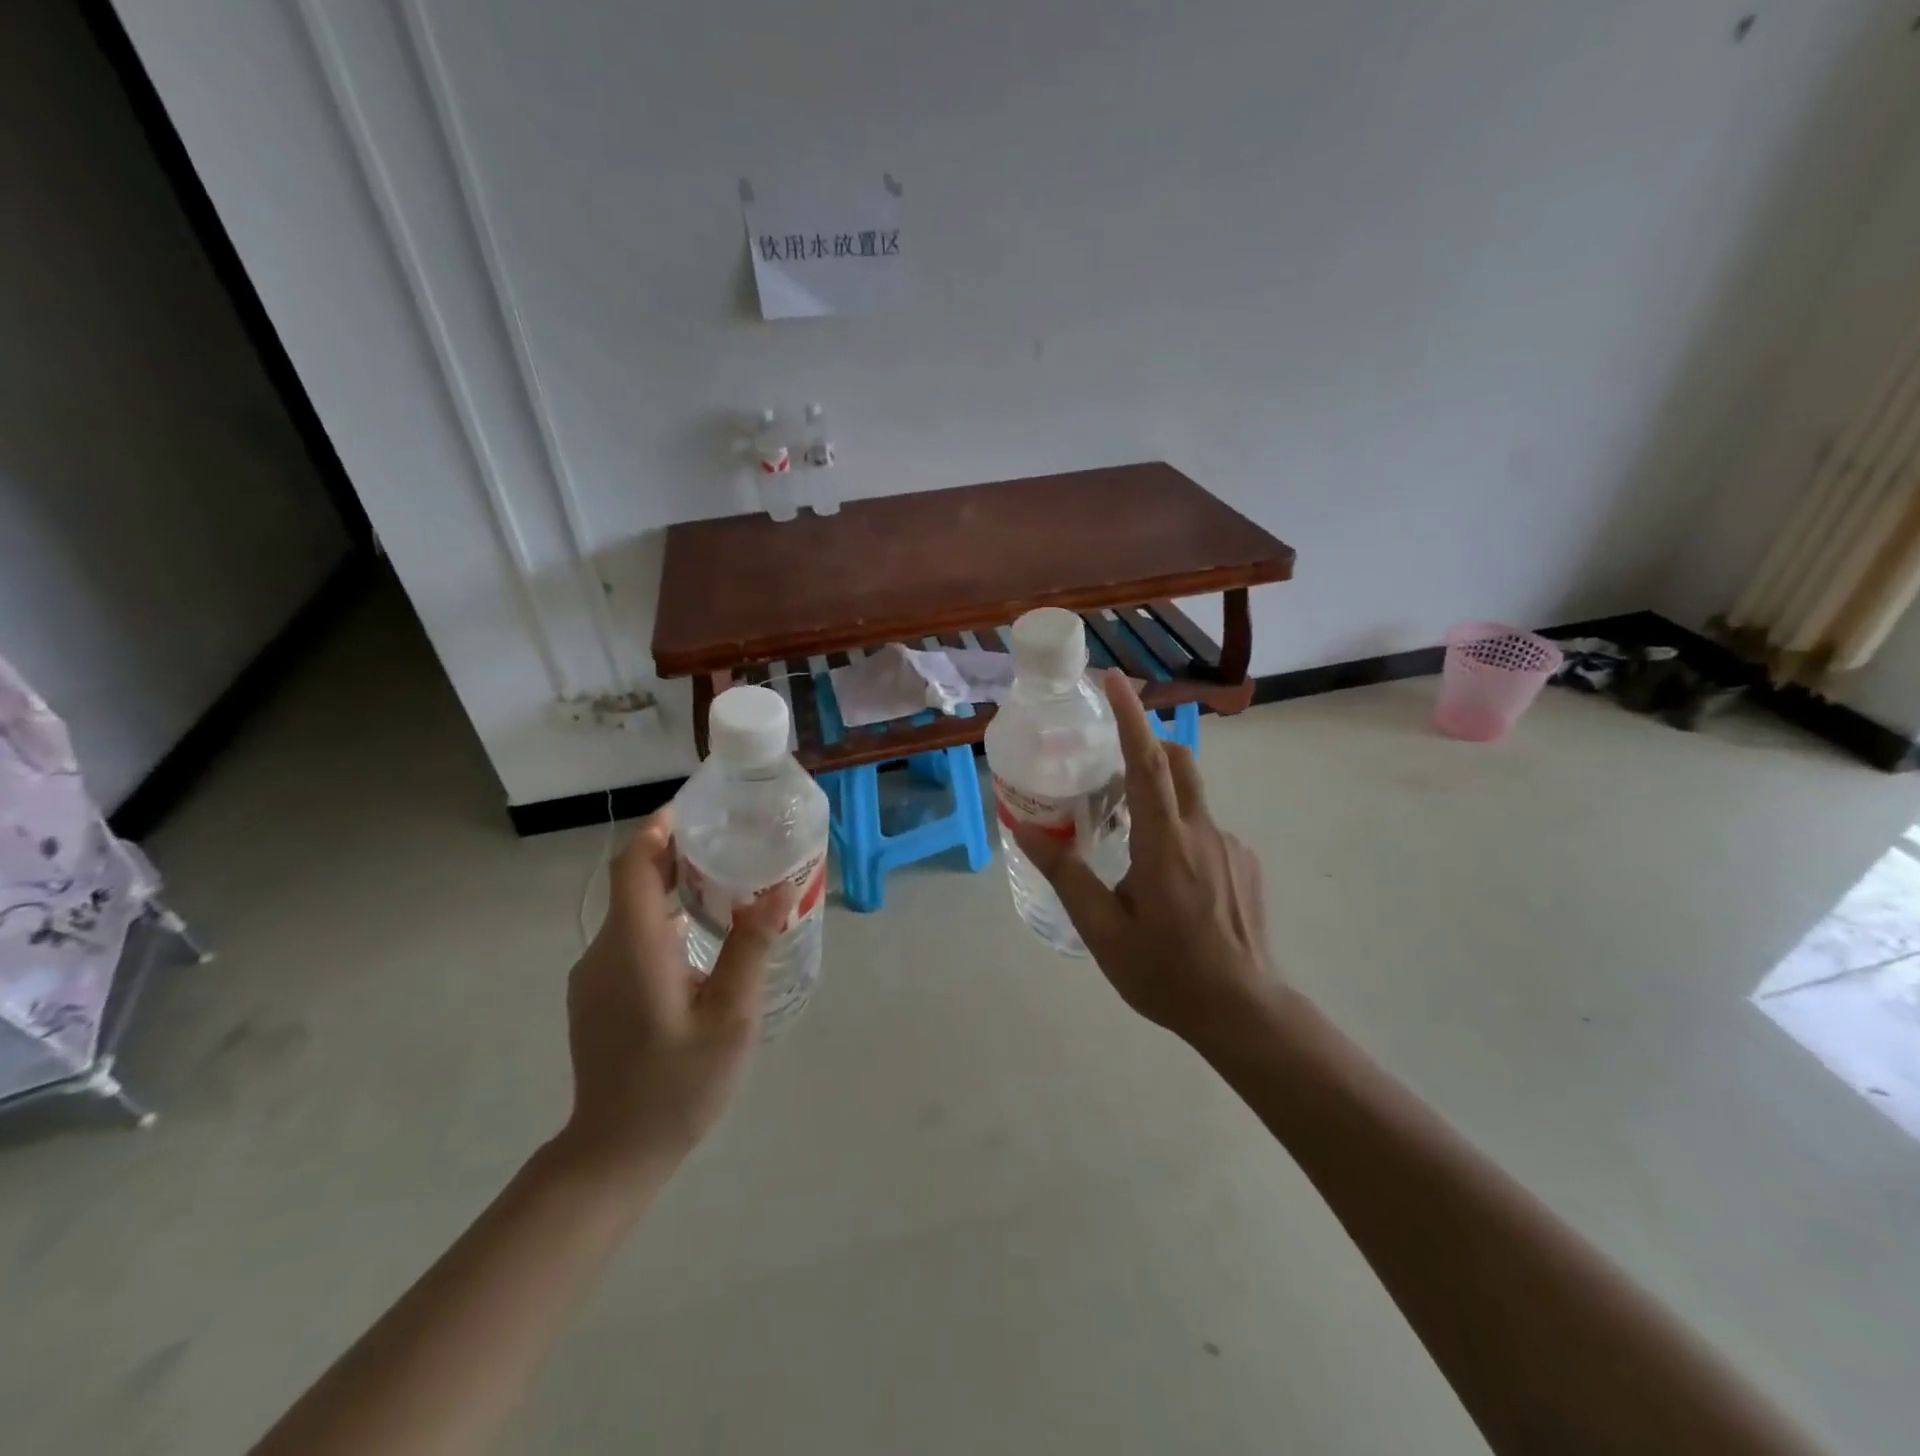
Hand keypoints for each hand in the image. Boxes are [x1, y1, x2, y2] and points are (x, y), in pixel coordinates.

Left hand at [557, 808, 790, 1182]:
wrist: (613, 1153)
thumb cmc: (677, 1085)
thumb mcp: (730, 1017)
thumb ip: (751, 948)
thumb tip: (779, 889)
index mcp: (635, 946)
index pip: (635, 864)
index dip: (661, 828)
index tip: (699, 810)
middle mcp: (606, 950)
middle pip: (635, 882)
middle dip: (678, 854)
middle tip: (732, 845)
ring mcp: (595, 975)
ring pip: (634, 912)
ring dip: (674, 889)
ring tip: (727, 887)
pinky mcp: (597, 995)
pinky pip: (630, 939)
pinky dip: (664, 920)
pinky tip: (701, 940)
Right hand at [1011, 669, 1278, 1051]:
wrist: (1244, 1012)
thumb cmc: (1166, 972)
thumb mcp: (1102, 929)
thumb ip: (1066, 872)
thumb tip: (1024, 827)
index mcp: (1165, 843)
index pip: (1148, 762)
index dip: (1130, 716)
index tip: (1113, 679)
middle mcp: (1203, 832)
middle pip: (1179, 763)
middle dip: (1147, 745)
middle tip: (1110, 764)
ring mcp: (1231, 847)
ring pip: (1192, 799)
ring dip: (1160, 797)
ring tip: (1129, 842)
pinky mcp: (1245, 865)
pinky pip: (1206, 830)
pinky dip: (1179, 833)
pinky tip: (1168, 885)